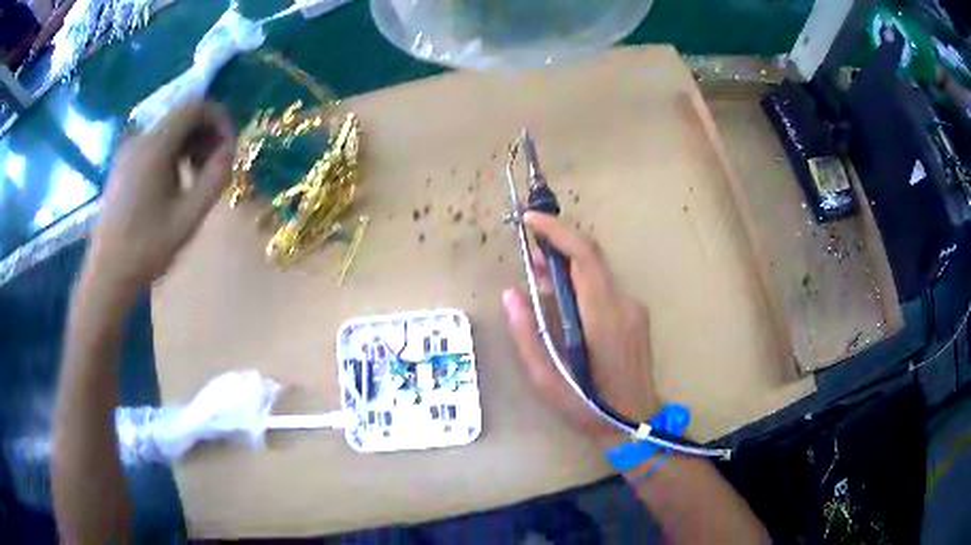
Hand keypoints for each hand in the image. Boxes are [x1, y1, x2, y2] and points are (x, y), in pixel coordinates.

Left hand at [84, 101, 235, 306]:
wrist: (107, 276)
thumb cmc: (146, 249)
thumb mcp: (188, 217)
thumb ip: (215, 177)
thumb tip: (231, 149)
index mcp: (154, 146)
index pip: (195, 106)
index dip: (219, 118)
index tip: (230, 145)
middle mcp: (140, 139)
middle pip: (182, 116)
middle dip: (206, 133)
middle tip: (216, 164)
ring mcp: (128, 151)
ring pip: (169, 130)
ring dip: (190, 144)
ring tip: (197, 177)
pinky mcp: (123, 165)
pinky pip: (155, 144)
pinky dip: (173, 153)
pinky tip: (175, 183)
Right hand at [503, 212, 659, 447]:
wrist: (634, 423)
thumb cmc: (588, 407)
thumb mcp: (547, 380)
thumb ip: (527, 335)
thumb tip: (510, 294)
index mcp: (603, 318)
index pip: (584, 257)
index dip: (558, 232)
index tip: (532, 220)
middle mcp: (623, 304)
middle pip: (592, 257)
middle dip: (559, 244)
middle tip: (529, 253)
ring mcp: (634, 309)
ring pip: (598, 272)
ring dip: (568, 266)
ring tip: (539, 277)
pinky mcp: (636, 315)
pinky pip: (605, 287)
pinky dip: (581, 283)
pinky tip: (563, 300)